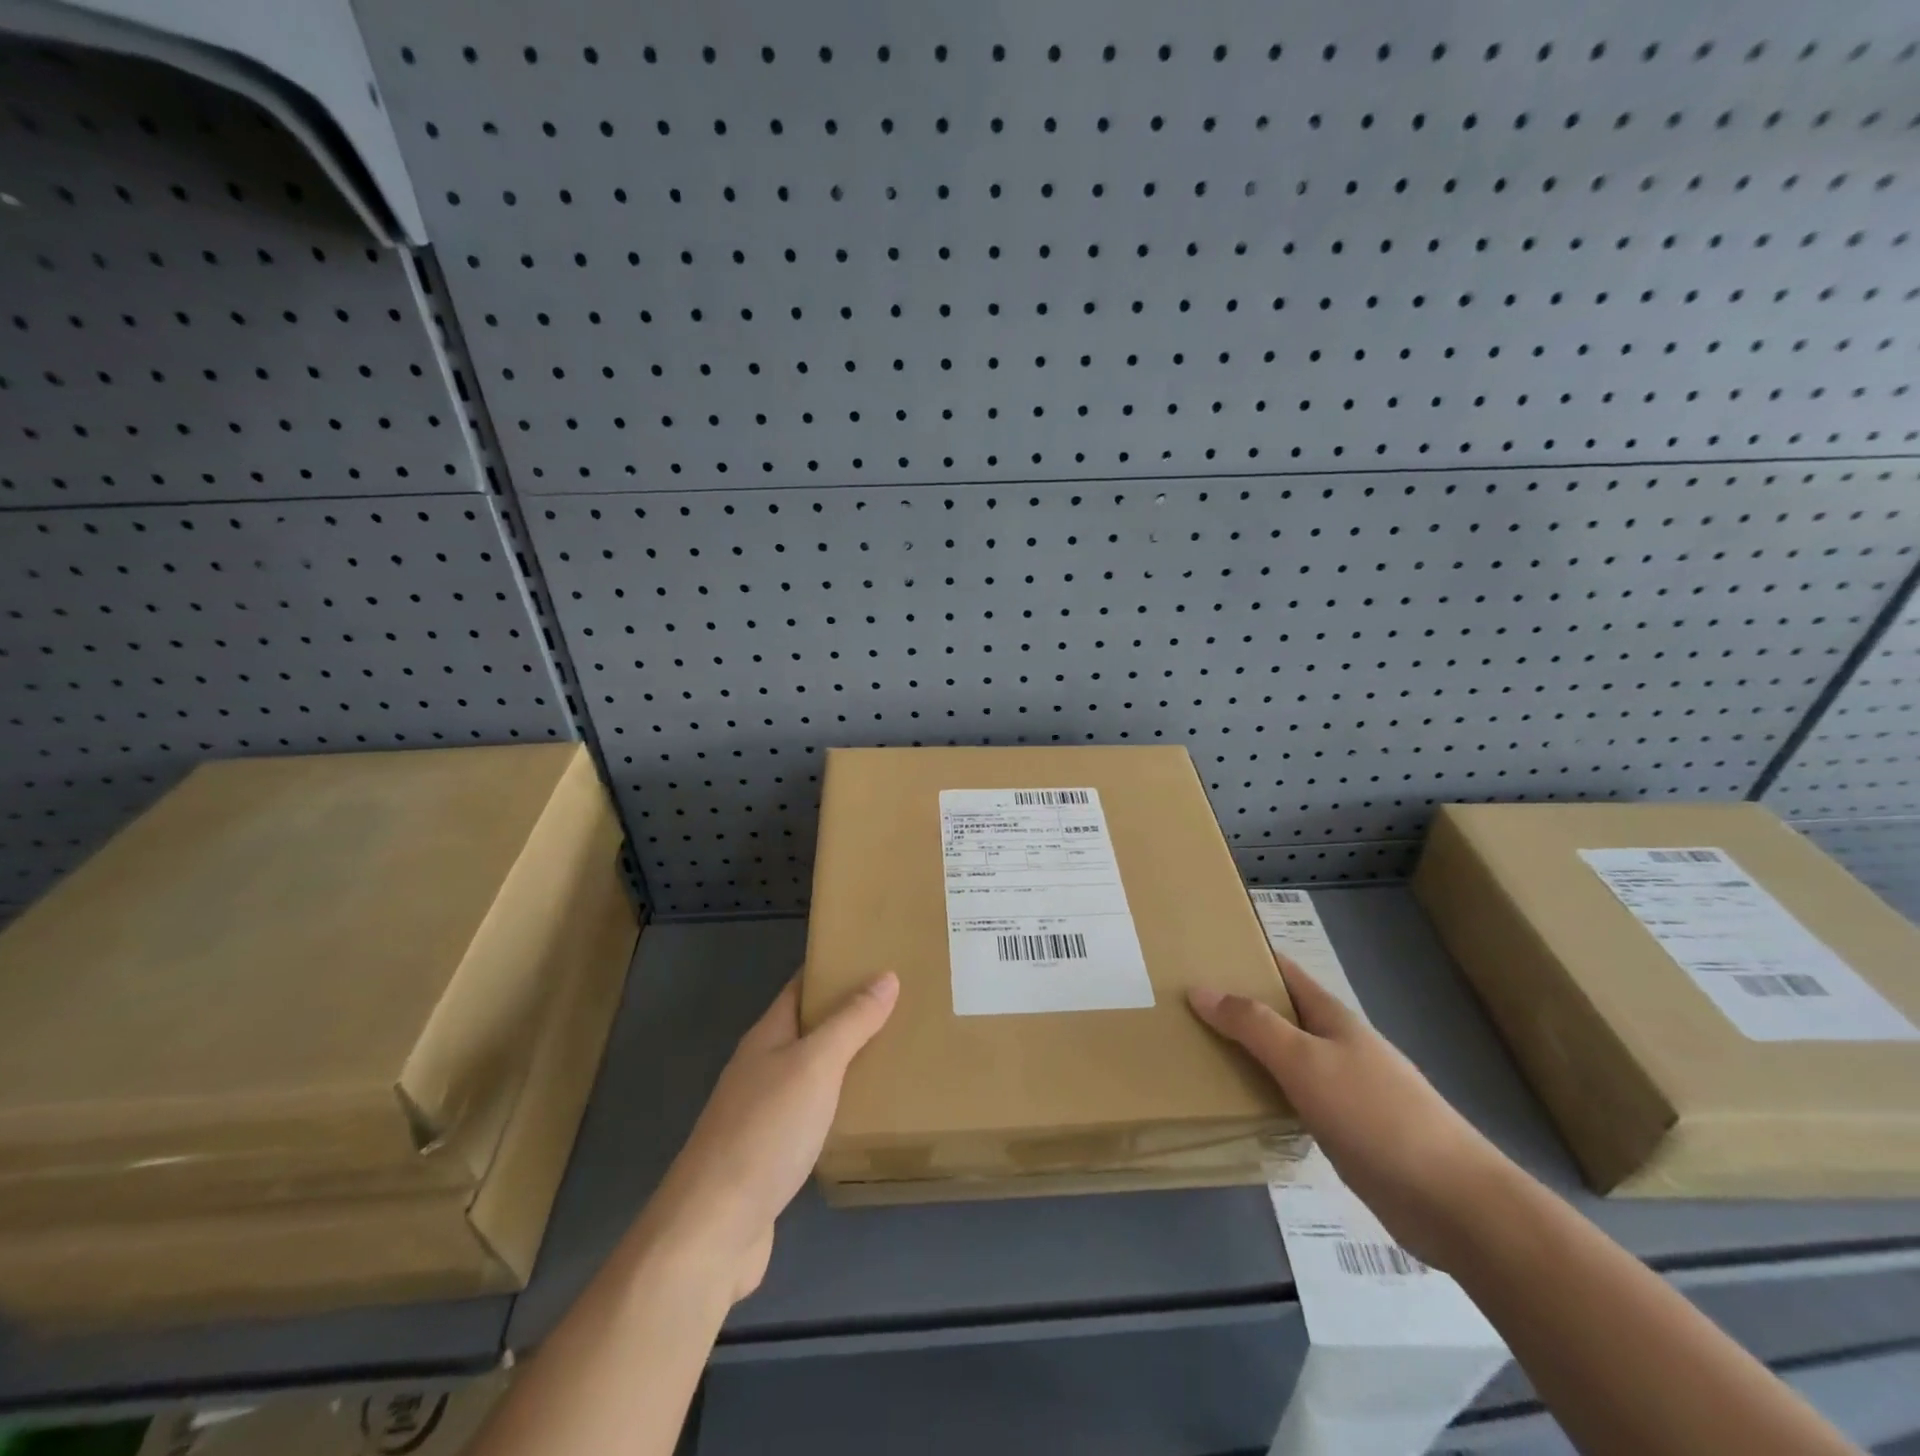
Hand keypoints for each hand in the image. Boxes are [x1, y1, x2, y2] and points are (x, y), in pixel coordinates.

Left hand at [646, 973, 897, 1301]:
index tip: (873, 958)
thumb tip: (885, 976)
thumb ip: (851, 1022)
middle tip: (900, 1008)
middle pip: (806, 1030)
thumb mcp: (816, 1065)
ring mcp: (760, 1115)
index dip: (832, 970)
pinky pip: (810, 1117)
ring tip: (891, 1056)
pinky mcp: (768, 1157)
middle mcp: (760, 1069)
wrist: (713, 1230)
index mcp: (767, 1037)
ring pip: (809, 1074)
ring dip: (844, 1063)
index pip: (800, 987)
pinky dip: (836, 1107)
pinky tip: (862, 1117)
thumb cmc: (765, 1132)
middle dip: (846, 1016)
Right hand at [1189, 955, 1511, 1269]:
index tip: (1202, 952)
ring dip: (1248, 1052)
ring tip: (1197, 1051)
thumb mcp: (1305, 1061)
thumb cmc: (1375, 1115)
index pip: (1283, 971)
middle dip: (1237, 1006)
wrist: (1452, 1202)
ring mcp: (1344, 1090)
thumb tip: (1200, 988)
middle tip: (1183, 1006)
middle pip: (1280, 1014)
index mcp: (1332, 1017)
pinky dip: (1265, 1093)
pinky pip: (1294, 1099)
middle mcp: (1337, 1046)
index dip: (1247, 957)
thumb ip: (1252, 1025)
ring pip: (1285, 1059)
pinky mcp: (1346, 1132)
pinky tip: (1239, 1105)